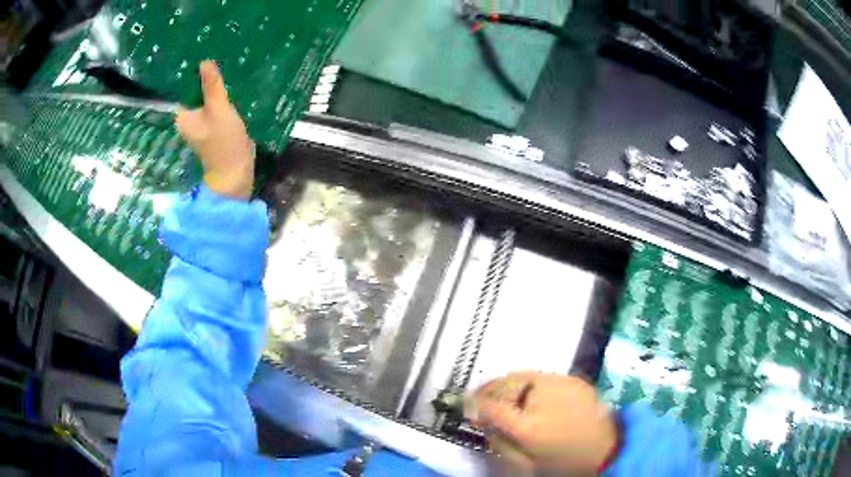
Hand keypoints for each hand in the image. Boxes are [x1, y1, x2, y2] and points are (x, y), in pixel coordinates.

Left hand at [175, 60, 254, 199]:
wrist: (236, 171)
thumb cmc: (223, 141)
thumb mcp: (219, 110)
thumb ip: (212, 86)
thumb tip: (204, 61)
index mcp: (183, 116)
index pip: (183, 88)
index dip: (190, 71)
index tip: (200, 52)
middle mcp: (188, 118)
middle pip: (195, 91)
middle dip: (205, 76)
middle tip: (216, 53)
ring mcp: (201, 122)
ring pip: (206, 97)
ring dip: (214, 85)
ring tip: (224, 63)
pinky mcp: (214, 124)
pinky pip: (215, 104)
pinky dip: (221, 95)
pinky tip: (230, 82)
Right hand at [467, 372, 617, 475]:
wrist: (607, 451)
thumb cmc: (563, 463)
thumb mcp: (525, 463)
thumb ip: (499, 441)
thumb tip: (480, 420)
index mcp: (530, 426)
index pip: (493, 407)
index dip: (474, 403)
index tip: (463, 402)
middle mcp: (545, 398)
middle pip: (508, 383)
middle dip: (490, 389)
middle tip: (480, 397)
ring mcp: (563, 385)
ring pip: (525, 375)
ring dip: (509, 385)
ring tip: (502, 395)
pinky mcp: (575, 380)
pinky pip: (543, 376)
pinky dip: (529, 383)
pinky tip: (528, 394)